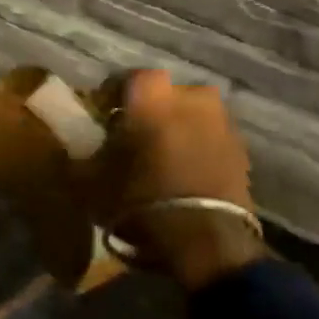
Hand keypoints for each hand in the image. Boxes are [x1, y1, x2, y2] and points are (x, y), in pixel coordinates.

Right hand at [92, 70, 266, 291]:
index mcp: (152, 95)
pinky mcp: (242, 151)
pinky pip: (209, 139)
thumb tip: (75, 142)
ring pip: (190, 116)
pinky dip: (195, 149)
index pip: (126, 79)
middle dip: (148, 111)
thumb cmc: (138, 198)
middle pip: (163, 96)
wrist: (204, 240)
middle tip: (130, 136)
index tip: (100, 116)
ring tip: (158, 157)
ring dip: (175, 129)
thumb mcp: (89, 177)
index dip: (111, 96)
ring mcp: (222, 123)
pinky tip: (180, 173)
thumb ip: (80, 151)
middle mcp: (192, 97)